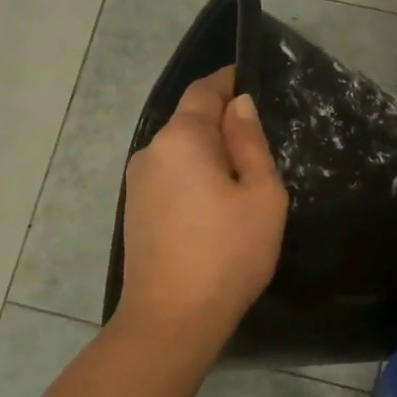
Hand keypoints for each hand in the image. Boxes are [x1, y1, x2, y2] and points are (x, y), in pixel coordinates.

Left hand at [113, 68, 287, 356]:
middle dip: (223, 121)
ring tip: (244, 176)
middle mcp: (151, 152)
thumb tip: (239, 106)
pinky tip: (217, 204)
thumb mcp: (260, 194)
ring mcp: (137, 184)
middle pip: (190, 121)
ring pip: (181, 152)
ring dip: (210, 153)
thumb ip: (250, 143)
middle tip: (261, 140)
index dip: (228, 80)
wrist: (172, 319)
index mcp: (181, 138)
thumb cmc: (228, 252)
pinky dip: (195, 176)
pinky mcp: (135, 212)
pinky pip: (171, 177)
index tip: (252, 77)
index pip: (204, 91)